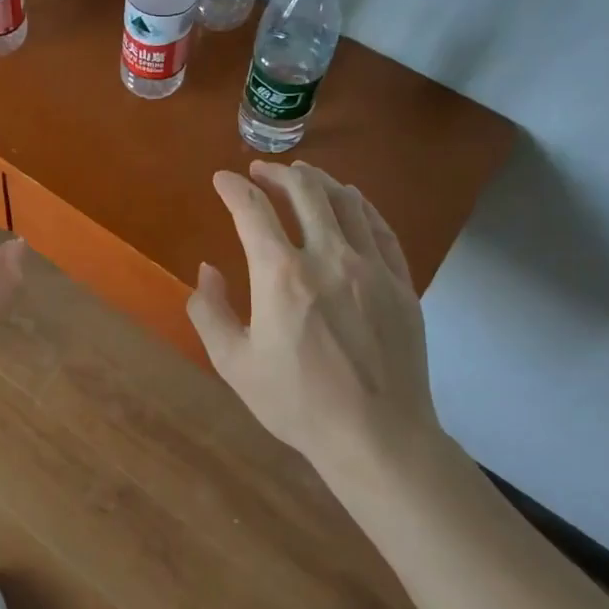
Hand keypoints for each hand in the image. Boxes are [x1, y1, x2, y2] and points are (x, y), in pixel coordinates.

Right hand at [187, 160, 440, 470]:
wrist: (378, 437)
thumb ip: (210, 311)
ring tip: (302, 176)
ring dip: (318, 180)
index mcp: (281, 275)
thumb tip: (208, 271)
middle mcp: (328, 257)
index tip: (221, 179)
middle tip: (260, 171)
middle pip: (304, 191)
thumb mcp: (234, 363)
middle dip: (277, 173)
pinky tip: (351, 201)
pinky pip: (379, 227)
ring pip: (345, 201)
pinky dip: (360, 205)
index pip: (252, 210)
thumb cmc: (298, 403)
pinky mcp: (401, 283)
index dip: (233, 188)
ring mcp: (371, 267)